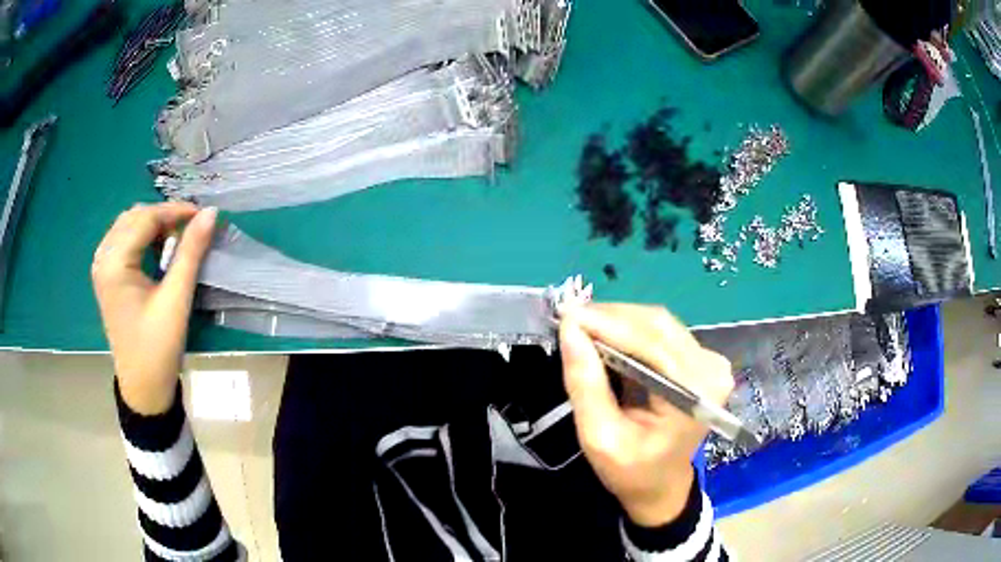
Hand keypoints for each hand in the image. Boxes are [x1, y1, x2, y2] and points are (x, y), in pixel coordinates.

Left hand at [91, 202, 217, 414]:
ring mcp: (102, 267)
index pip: (146, 218)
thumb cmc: (158, 347)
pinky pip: (123, 240)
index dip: (175, 211)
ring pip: (128, 225)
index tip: (203, 215)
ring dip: (152, 224)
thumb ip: (191, 252)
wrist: (143, 387)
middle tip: (190, 228)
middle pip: (135, 216)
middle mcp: (103, 258)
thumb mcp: (176, 299)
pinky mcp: (106, 276)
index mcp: (115, 263)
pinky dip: (142, 237)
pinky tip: (156, 249)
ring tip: (176, 238)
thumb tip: (210, 213)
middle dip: (163, 216)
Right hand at [558, 304, 733, 527]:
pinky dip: (630, 331)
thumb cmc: (632, 471)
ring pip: (659, 325)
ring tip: (582, 326)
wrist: (661, 485)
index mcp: (695, 394)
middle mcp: (711, 370)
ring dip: (618, 321)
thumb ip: (586, 384)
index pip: (651, 344)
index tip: (567, 314)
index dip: (608, 324)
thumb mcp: (599, 437)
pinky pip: (662, 334)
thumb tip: (569, 329)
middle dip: (611, 318)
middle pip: (658, 326)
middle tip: (570, 319)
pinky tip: (606, 337)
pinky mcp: (701, 360)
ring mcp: (710, 362)